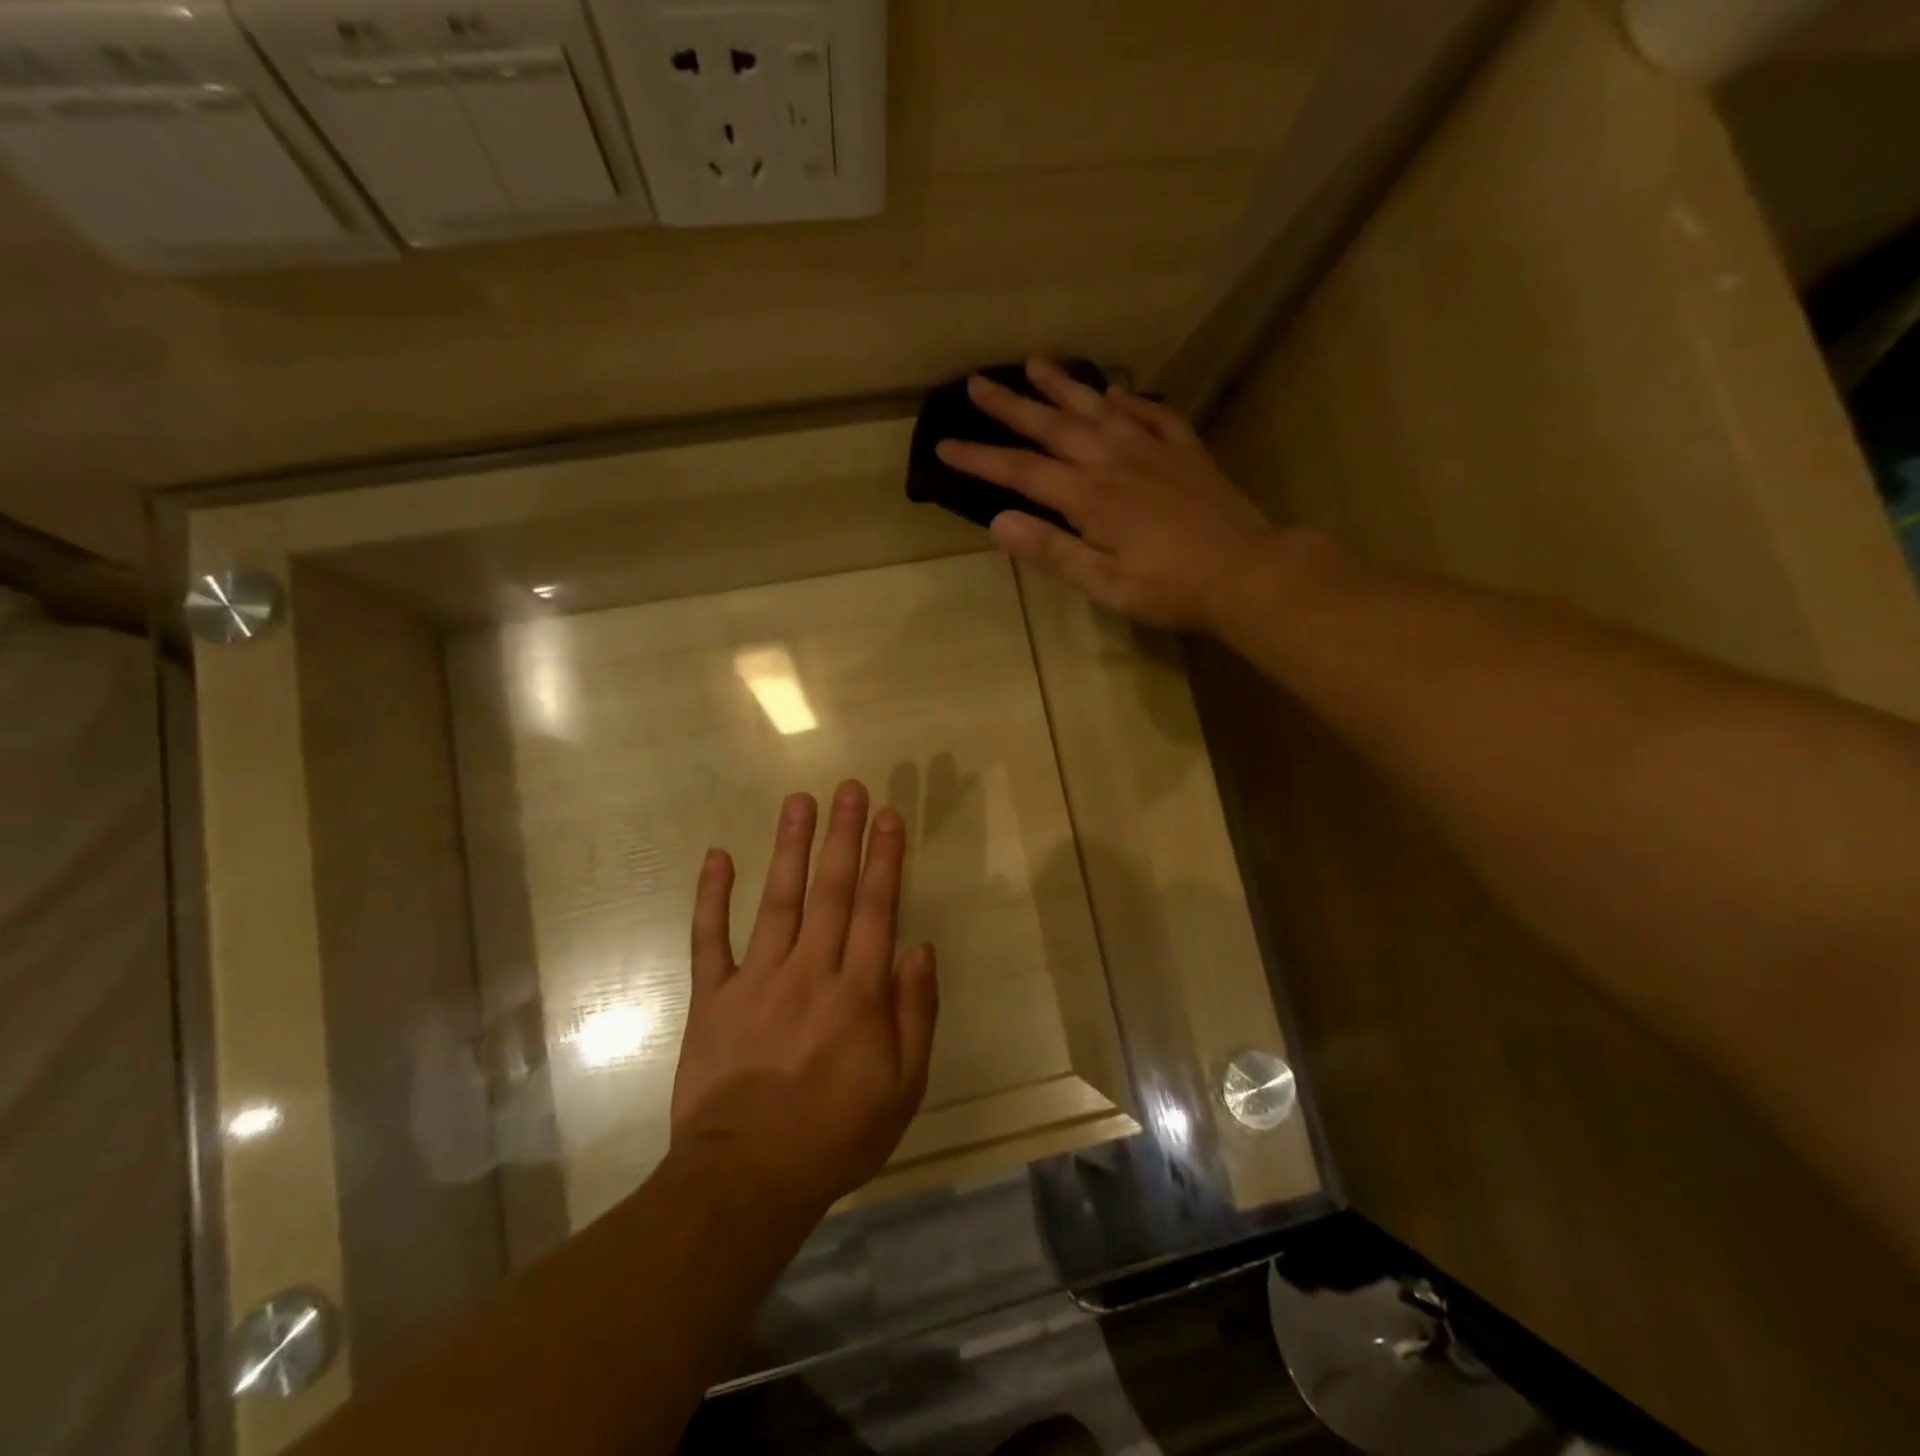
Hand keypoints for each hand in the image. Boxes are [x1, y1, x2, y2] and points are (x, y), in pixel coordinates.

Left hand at [670, 780, 938, 1215]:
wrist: (747, 1178)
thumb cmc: (836, 1135)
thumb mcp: (903, 1087)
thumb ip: (915, 1014)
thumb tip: (921, 948)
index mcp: (858, 992)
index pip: (876, 908)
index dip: (884, 858)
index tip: (889, 815)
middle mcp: (810, 971)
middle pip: (831, 890)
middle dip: (843, 835)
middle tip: (850, 788)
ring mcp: (757, 979)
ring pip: (779, 900)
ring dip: (790, 847)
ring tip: (799, 801)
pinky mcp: (713, 996)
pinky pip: (710, 938)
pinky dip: (712, 896)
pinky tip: (718, 856)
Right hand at [935, 357, 1276, 630]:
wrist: (1245, 572)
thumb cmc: (1169, 588)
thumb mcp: (1103, 582)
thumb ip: (1052, 550)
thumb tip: (998, 522)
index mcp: (1089, 497)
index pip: (1021, 472)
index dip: (981, 458)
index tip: (945, 445)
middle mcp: (1114, 461)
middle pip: (1053, 427)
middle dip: (1011, 406)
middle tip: (976, 382)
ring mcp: (1152, 450)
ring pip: (1098, 409)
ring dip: (1063, 386)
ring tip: (1035, 363)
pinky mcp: (1184, 452)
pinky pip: (1151, 414)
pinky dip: (1128, 400)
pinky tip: (1114, 391)